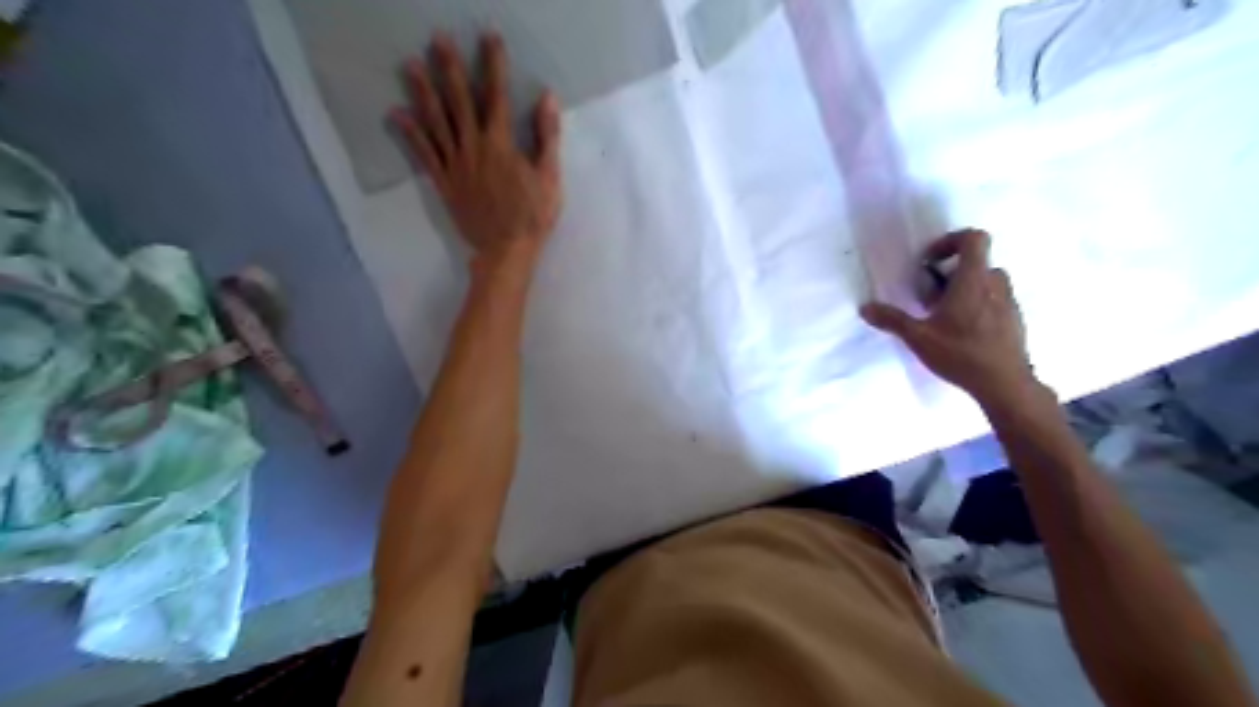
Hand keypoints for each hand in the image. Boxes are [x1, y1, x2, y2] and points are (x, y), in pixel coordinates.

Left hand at [391, 33, 561, 268]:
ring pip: (436, 123)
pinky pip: (425, 155)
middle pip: (460, 102)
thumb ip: (547, 137)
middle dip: (450, 69)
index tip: (489, 37)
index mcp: (501, 145)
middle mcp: (473, 148)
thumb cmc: (533, 216)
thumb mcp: (550, 177)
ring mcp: (455, 166)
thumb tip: (546, 97)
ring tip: (410, 65)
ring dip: (423, 93)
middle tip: (438, 39)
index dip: (493, 65)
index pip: (497, 97)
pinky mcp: (445, 183)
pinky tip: (397, 115)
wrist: (506, 251)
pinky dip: (411, 134)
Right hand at [861, 230, 1037, 408]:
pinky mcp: (1014, 320)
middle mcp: (995, 284)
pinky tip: (962, 333)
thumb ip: (892, 320)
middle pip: (977, 262)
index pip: (974, 238)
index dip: (951, 240)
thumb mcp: (918, 337)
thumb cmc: (961, 354)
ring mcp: (1009, 302)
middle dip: (952, 272)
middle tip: (931, 295)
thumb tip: (865, 308)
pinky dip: (977, 305)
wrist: (1005, 384)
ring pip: (987, 281)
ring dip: (965, 289)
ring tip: (944, 315)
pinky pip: (995, 300)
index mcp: (973, 280)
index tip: (930, 261)